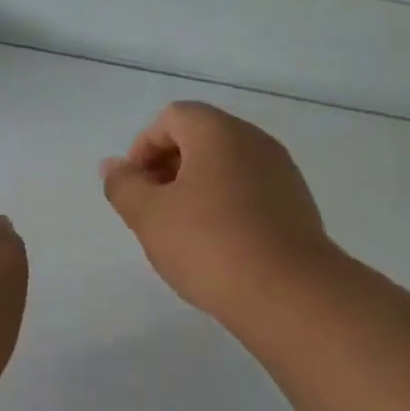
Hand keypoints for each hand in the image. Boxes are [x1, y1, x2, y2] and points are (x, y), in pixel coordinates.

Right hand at [101, 101, 338, 326]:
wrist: (289, 293)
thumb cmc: (209, 244)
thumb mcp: (150, 216)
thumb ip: (124, 185)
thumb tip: (113, 166)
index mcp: (219, 132)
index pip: (172, 117)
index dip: (144, 146)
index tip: (135, 187)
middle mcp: (254, 141)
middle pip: (201, 137)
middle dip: (168, 166)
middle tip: (153, 209)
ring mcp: (281, 172)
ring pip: (227, 165)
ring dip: (196, 187)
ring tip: (182, 231)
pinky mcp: (297, 204)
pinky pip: (250, 190)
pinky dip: (226, 204)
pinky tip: (218, 245)